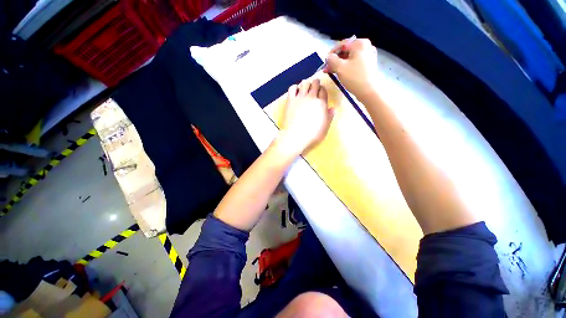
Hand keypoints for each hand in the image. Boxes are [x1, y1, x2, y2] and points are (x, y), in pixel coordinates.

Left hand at [278, 79, 333, 155]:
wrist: (296, 136)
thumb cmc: (312, 134)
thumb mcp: (325, 127)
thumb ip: (329, 117)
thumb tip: (332, 108)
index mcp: (322, 104)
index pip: (323, 91)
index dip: (322, 89)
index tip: (321, 91)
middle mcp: (312, 97)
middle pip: (315, 84)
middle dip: (316, 83)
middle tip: (314, 85)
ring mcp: (300, 98)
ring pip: (304, 83)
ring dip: (306, 83)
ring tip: (305, 87)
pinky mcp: (290, 100)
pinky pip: (292, 88)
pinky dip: (295, 87)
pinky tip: (296, 90)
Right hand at [324, 38, 378, 100]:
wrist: (368, 91)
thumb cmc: (354, 77)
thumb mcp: (339, 67)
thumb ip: (331, 60)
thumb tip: (328, 57)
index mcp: (359, 43)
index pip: (341, 45)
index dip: (331, 53)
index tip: (324, 62)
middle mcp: (366, 46)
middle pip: (346, 51)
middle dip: (335, 60)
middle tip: (327, 69)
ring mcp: (368, 56)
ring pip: (350, 58)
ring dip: (339, 64)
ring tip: (331, 72)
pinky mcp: (368, 65)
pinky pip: (354, 63)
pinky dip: (346, 67)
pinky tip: (340, 73)